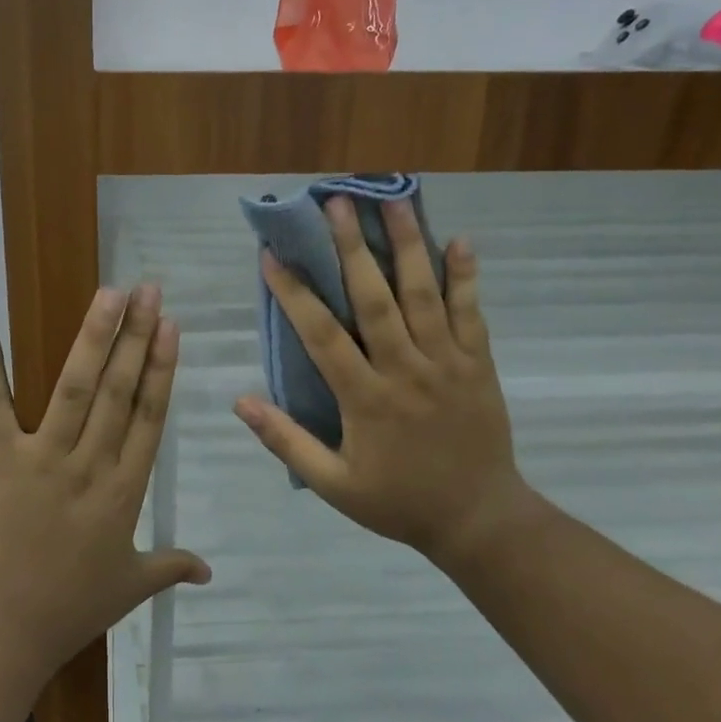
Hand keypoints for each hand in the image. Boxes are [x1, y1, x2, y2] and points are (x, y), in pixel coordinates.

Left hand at [0, 285, 210, 681]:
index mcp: (125, 490)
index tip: (170, 327)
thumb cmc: (72, 607)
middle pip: (119, 390)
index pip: (150, 416)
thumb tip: (210, 571)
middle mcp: (90, 464)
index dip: (161, 368)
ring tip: (108, 295)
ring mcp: (44, 458)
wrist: (4, 627)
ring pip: (75, 389)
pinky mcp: (1, 461)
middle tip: (148, 291)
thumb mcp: (131, 587)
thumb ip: (171, 567)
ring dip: (92, 339)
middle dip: (135, 336)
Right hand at [233, 197, 539, 568]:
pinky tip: (459, 240)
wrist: (479, 520)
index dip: (294, 293)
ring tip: (394, 201)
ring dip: (407, 245)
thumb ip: (286, 441)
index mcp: (365, 398)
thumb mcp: (333, 484)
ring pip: (424, 295)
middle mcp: (405, 370)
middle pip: (375, 298)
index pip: (321, 335)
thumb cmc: (398, 502)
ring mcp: (448, 363)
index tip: (270, 256)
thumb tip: (240, 401)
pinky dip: (465, 277)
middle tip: (335, 203)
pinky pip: (472, 313)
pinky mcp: (480, 365)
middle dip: (352, 248)